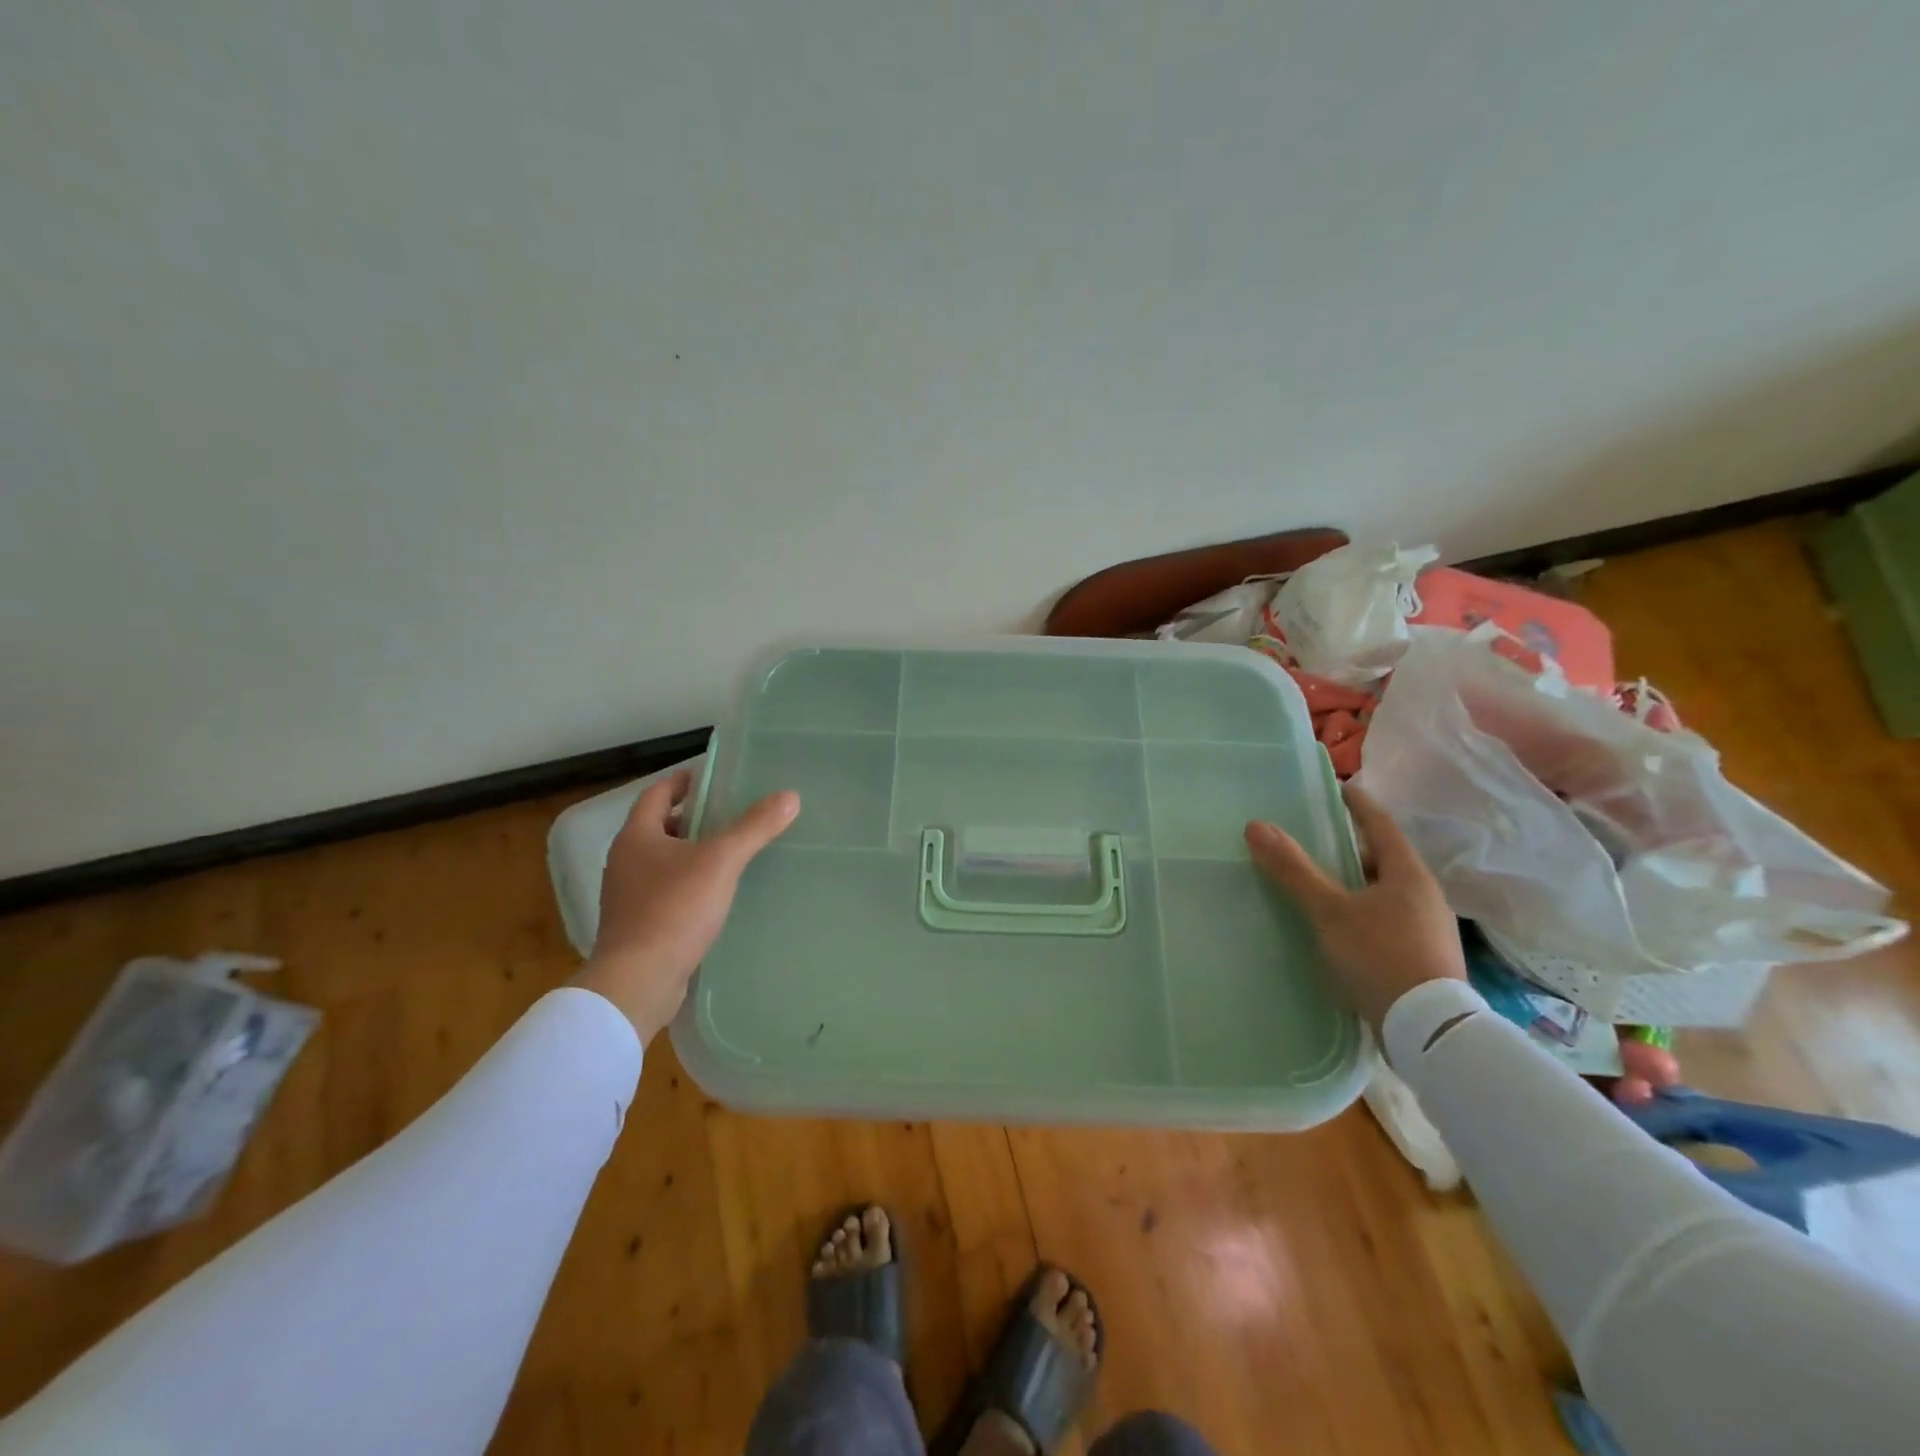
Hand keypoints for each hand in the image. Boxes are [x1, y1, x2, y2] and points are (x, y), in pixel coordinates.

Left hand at [573, 770, 799, 1043]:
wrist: (638, 981)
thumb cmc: (674, 910)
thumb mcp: (721, 862)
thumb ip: (754, 827)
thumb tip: (789, 795)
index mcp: (636, 836)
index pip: (658, 794)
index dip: (684, 782)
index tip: (712, 777)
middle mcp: (625, 861)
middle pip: (659, 827)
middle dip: (692, 818)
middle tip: (730, 814)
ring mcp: (628, 896)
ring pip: (662, 861)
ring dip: (691, 853)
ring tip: (730, 853)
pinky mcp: (638, 925)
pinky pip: (665, 892)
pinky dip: (688, 884)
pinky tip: (716, 895)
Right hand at [1245, 782, 1464, 1031]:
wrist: (1430, 1031)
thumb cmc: (1381, 957)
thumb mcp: (1330, 911)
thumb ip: (1294, 869)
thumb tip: (1256, 825)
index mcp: (1408, 874)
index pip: (1381, 824)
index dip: (1359, 805)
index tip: (1339, 788)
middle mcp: (1424, 894)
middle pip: (1383, 858)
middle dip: (1351, 846)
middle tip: (1316, 838)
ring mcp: (1427, 927)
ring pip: (1385, 890)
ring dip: (1355, 881)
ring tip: (1320, 882)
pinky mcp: (1422, 955)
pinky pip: (1386, 917)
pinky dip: (1361, 910)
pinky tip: (1339, 925)